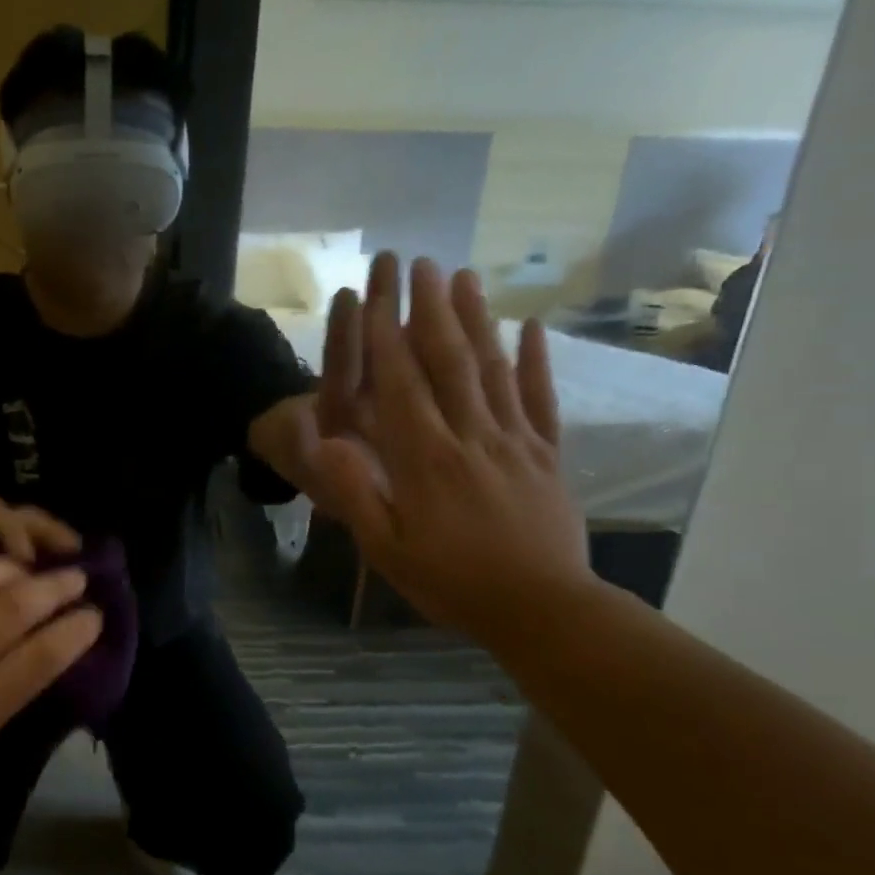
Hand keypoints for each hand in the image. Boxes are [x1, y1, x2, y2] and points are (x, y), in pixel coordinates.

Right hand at [305, 254, 594, 650]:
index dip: (387, 339)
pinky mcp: (548, 454)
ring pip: (493, 370)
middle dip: (433, 311)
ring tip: (467, 277)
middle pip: (450, 363)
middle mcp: (471, 437)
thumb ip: (357, 494)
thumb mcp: (387, 550)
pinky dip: (537, 361)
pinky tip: (533, 327)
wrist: (543, 610)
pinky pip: (541, 399)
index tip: (377, 297)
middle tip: (423, 264)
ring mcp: (516, 441)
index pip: (401, 387)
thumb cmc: (453, 582)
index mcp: (427, 460)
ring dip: (479, 320)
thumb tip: (326, 444)